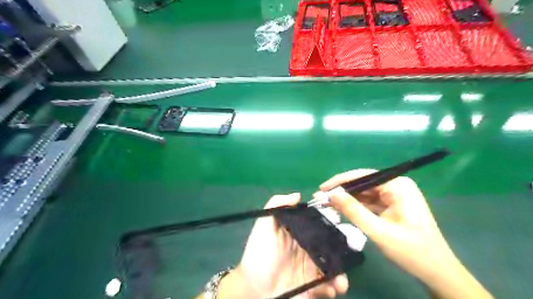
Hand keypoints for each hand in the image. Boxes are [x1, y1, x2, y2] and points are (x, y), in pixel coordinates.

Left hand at [218, 194, 347, 298]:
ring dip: (341, 271)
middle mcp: (308, 248)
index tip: (340, 221)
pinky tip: (332, 289)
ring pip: (333, 265)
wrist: (253, 288)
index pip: (319, 224)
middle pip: (331, 244)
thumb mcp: (264, 226)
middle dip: (343, 248)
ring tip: (340, 281)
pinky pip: (329, 284)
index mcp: (299, 233)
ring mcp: (312, 267)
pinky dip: (334, 286)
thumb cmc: (260, 253)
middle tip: (349, 254)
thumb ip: (276, 205)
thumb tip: (297, 195)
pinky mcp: (312, 286)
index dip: (331, 221)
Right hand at [318, 169, 493, 296]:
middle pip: (362, 184)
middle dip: (341, 191)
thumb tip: (331, 194)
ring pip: (364, 193)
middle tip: (320, 198)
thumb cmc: (412, 252)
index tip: (321, 189)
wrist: (437, 272)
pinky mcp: (392, 205)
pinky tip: (340, 209)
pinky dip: (355, 206)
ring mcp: (394, 195)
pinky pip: (369, 202)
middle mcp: (396, 186)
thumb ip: (353, 211)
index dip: (340, 182)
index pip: (363, 176)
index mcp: (398, 186)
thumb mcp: (379, 231)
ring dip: (346, 199)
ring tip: (326, 204)